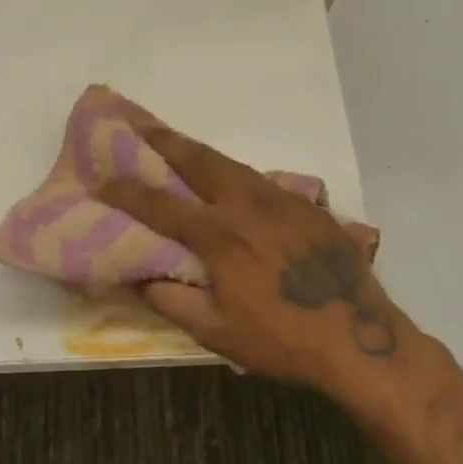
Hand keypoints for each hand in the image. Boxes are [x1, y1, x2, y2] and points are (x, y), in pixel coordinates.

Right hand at [98, 115, 405, 402]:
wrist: (360, 337)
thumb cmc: (283, 340)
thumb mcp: (218, 333)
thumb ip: (171, 301)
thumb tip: (136, 277)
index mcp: (220, 235)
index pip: (160, 205)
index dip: (126, 193)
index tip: (102, 182)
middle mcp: (247, 205)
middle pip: (198, 160)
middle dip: (164, 140)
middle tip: (138, 123)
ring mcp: (281, 200)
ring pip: (231, 164)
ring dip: (199, 152)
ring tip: (177, 143)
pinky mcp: (307, 206)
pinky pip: (261, 180)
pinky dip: (234, 174)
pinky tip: (230, 181)